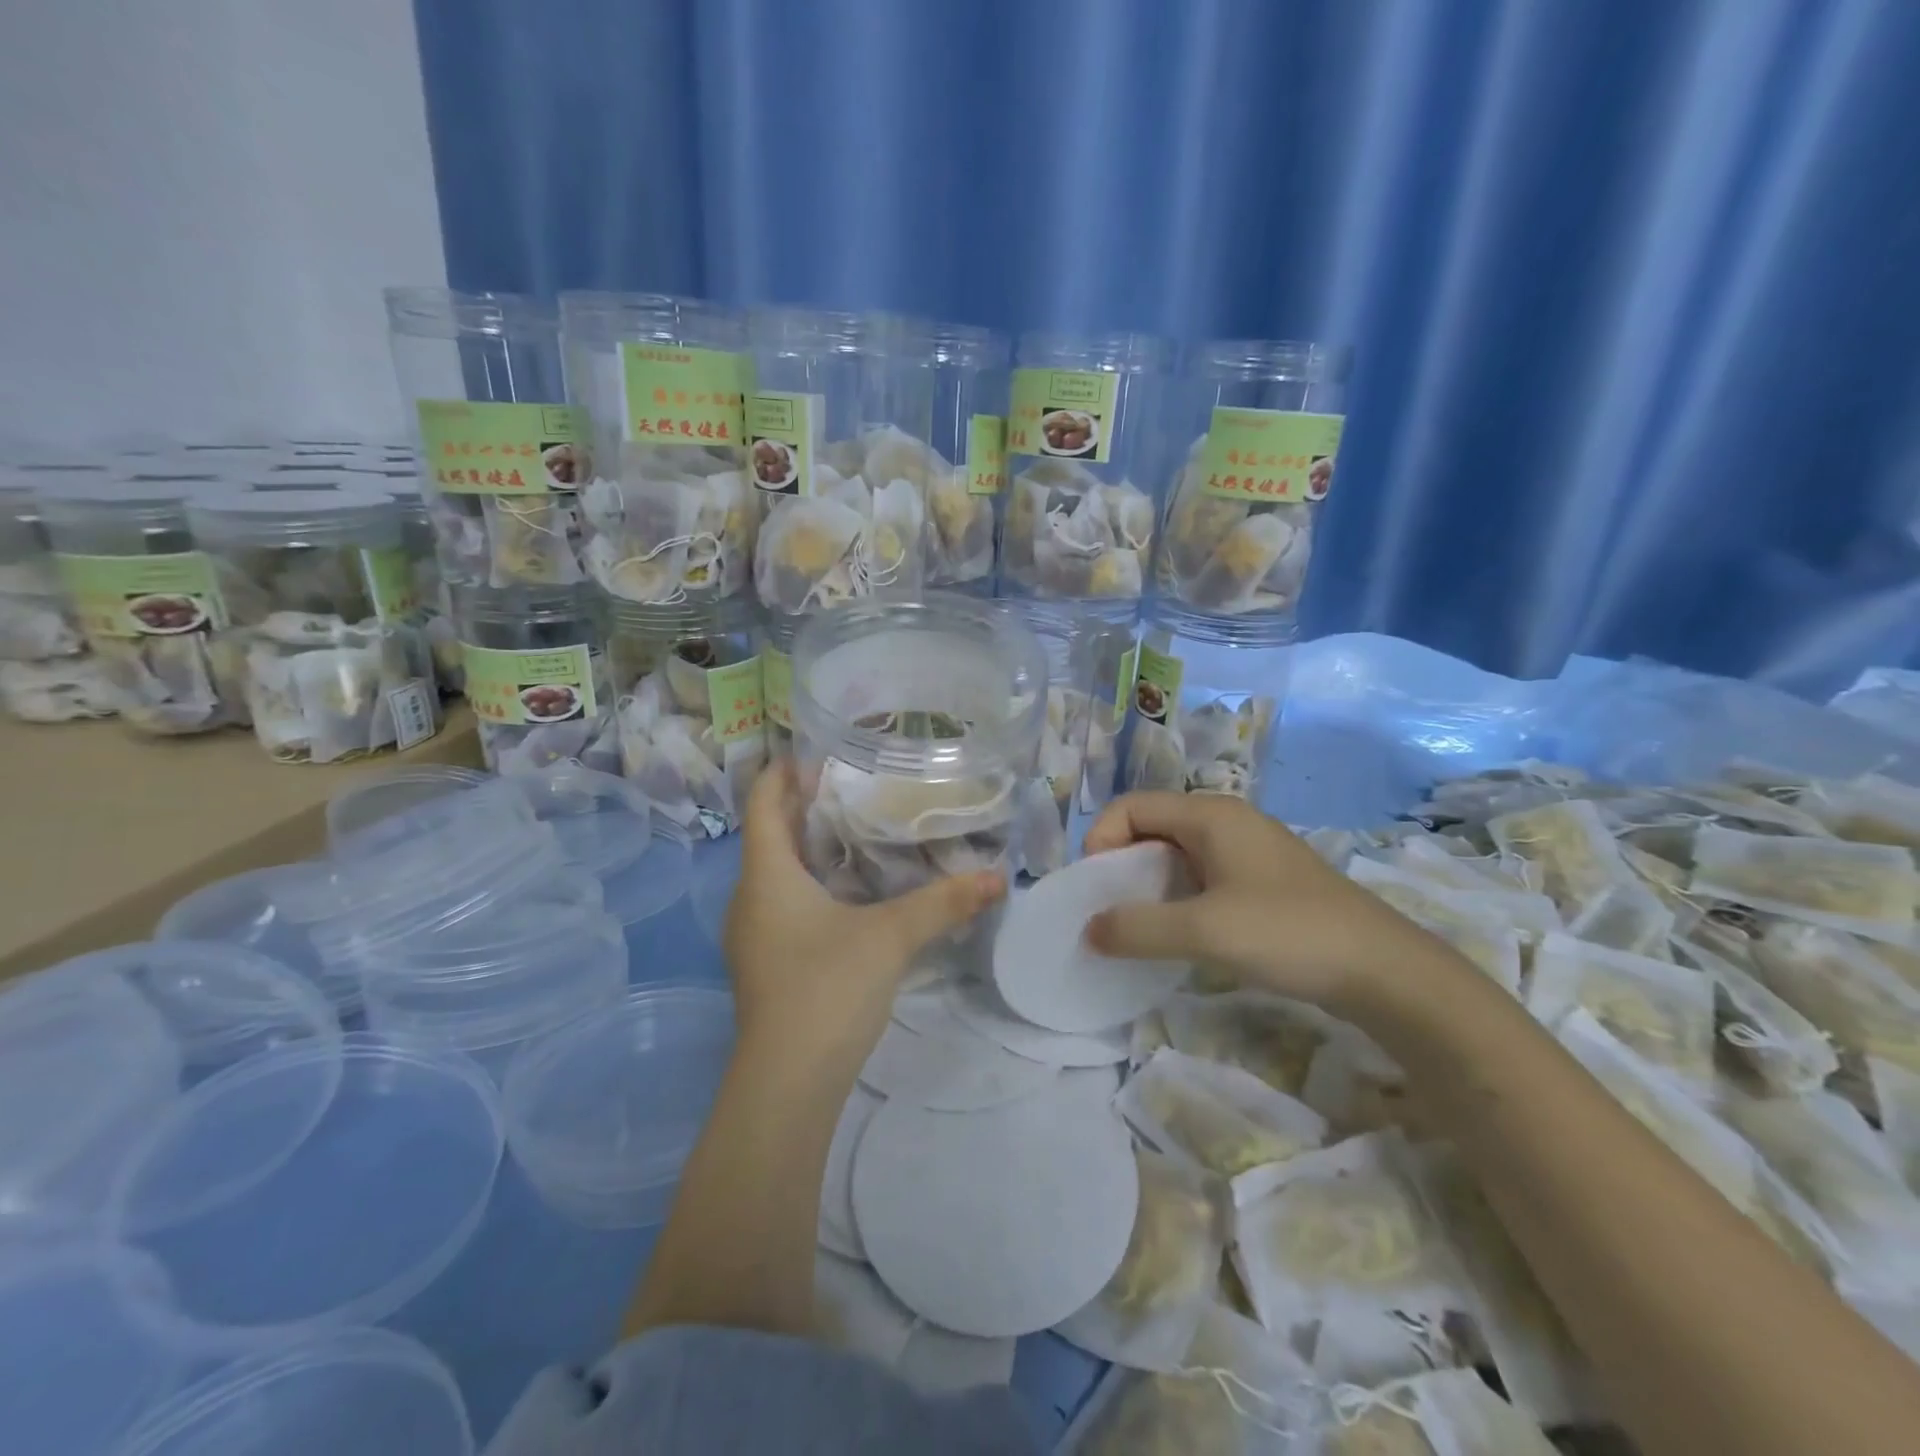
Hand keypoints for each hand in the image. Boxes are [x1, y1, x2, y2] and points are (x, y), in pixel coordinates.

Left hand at [724, 761, 1005, 1057]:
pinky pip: (786, 902)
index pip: (763, 802)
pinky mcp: (769, 961)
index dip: (785, 771)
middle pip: (772, 834)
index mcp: (766, 875)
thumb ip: (943, 902)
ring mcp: (755, 933)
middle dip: (809, 806)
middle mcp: (751, 897)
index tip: (823, 752)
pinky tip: (855, 891)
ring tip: (863, 830)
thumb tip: (997, 877)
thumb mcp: (891, 938)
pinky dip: (815, 883)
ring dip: (814, 848)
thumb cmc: (826, 990)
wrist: (787, 1084)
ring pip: (779, 871)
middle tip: (859, 785)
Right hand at [1081, 791, 1458, 1015]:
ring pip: (1177, 854)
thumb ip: (1138, 928)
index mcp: (1210, 814)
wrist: (1384, 970)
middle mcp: (1227, 821)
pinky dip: (1178, 897)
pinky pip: (1202, 875)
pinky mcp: (1263, 880)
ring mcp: (1248, 850)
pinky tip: (1183, 933)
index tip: (1097, 890)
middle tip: (1112, 910)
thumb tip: (1089, 930)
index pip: (1131, 807)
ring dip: (1149, 884)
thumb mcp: (1204, 931)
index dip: (1101, 841)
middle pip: (1152, 826)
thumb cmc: (1288, 933)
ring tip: (1142, 926)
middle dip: (1121, 864)